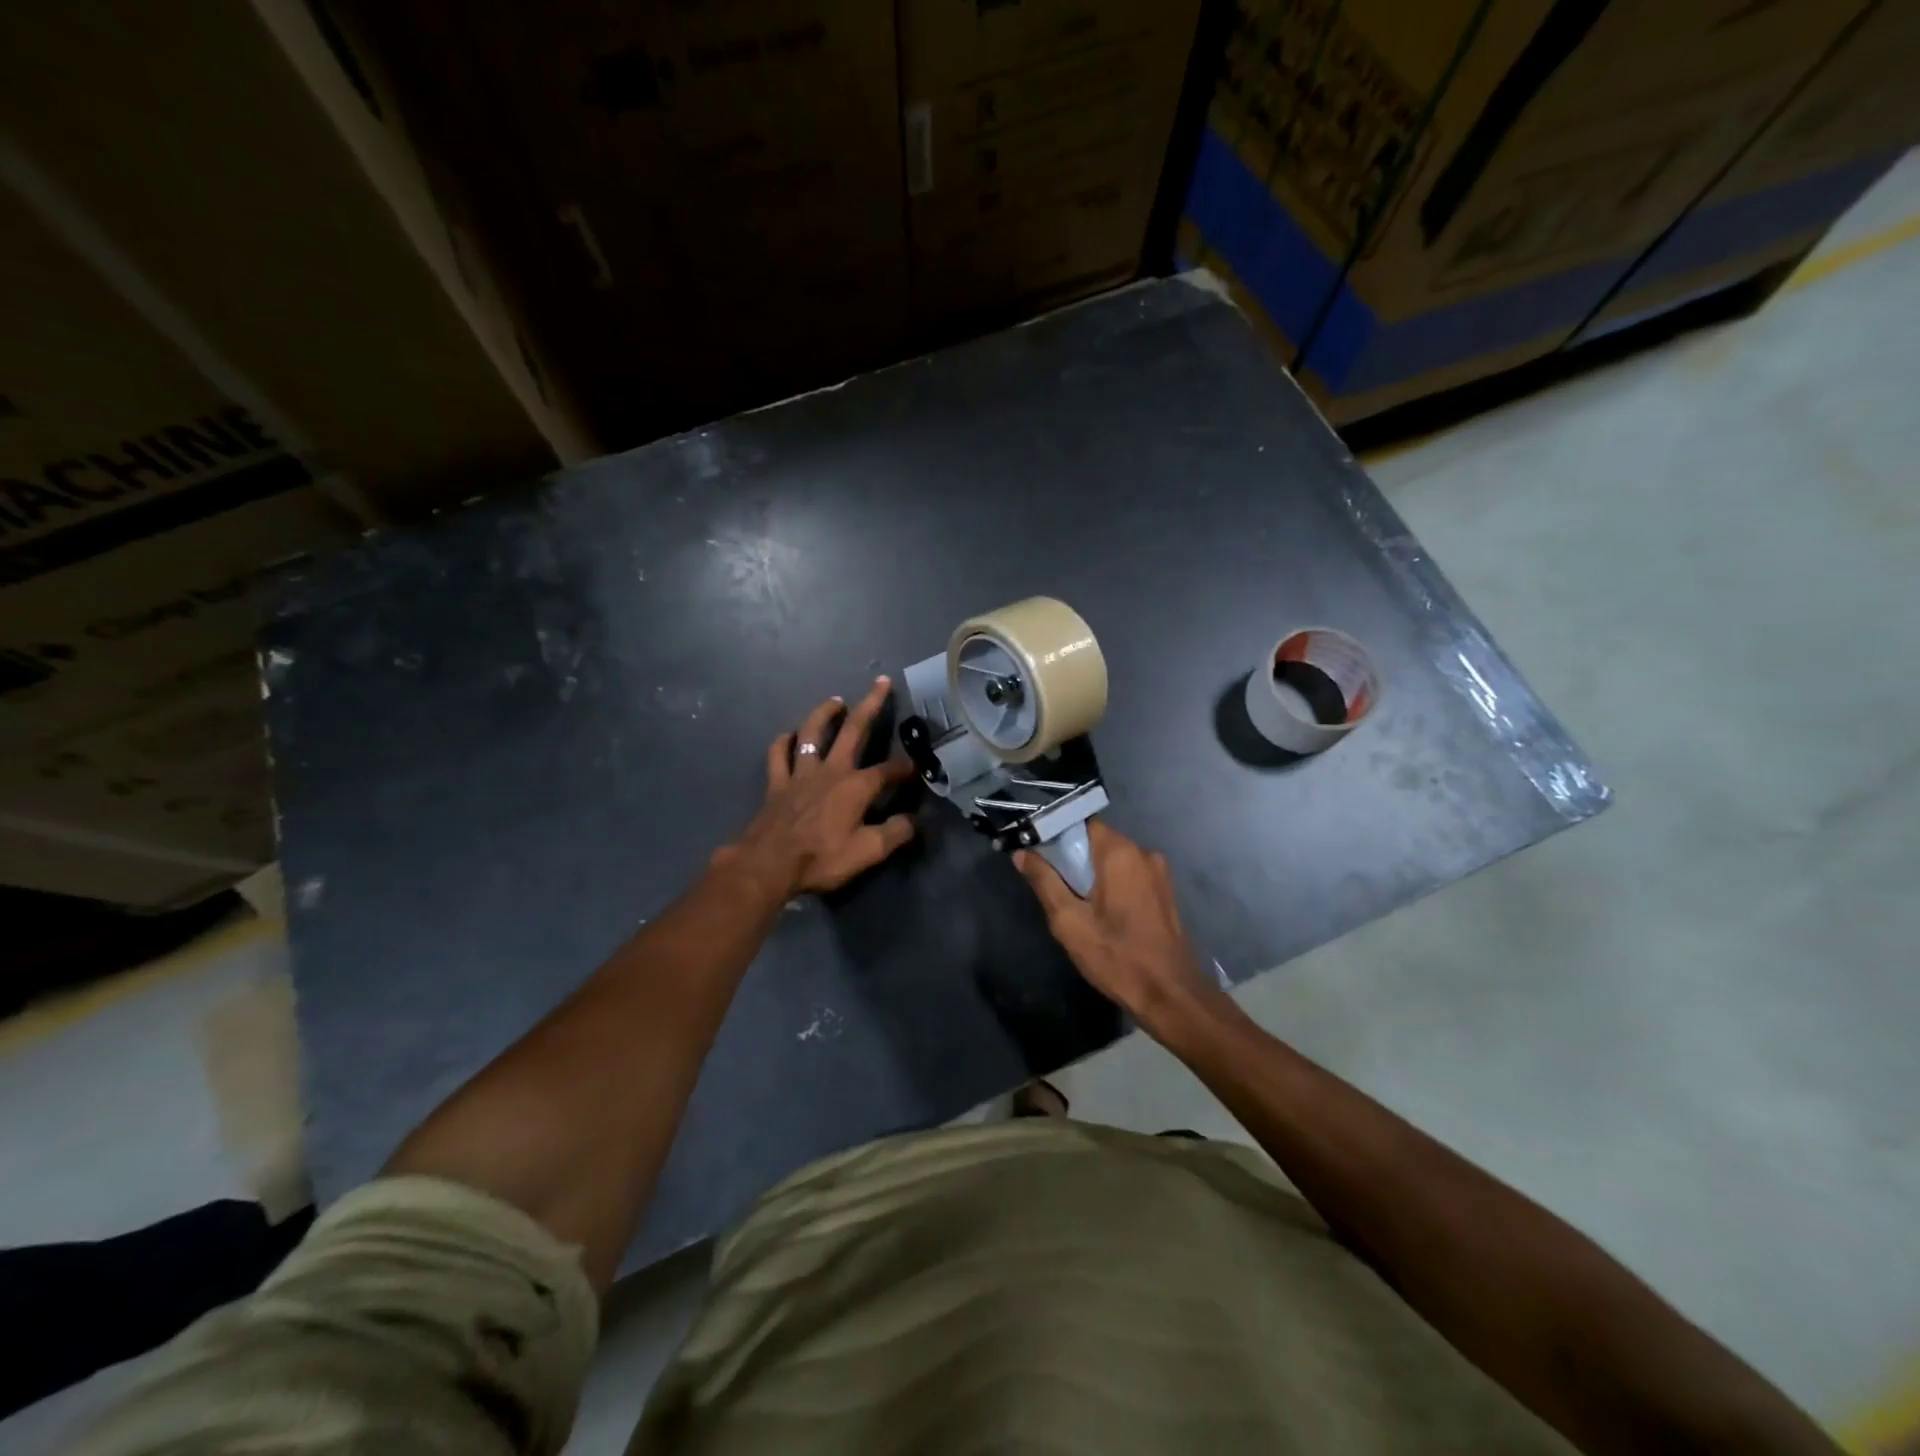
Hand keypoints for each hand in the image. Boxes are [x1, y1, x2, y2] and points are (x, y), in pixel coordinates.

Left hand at [718, 677, 917, 897]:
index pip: (889, 770)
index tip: (919, 766)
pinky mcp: (777, 782)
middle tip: (881, 682)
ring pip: (813, 732)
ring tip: (835, 701)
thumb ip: (894, 834)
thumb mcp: (867, 853)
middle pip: (854, 729)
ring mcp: (801, 773)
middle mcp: (831, 770)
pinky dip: (784, 741)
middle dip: (871, 704)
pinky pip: (779, 753)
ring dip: (825, 713)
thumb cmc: (821, 858)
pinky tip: (790, 735)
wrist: (768, 864)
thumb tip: (915, 820)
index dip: (906, 767)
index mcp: (856, 786)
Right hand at [1016, 821, 1226, 1037]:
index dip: (1058, 835)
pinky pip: (1130, 875)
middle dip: (1074, 856)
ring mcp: (1159, 873)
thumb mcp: (1069, 921)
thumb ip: (1044, 881)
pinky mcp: (1165, 892)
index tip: (1038, 853)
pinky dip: (1112, 883)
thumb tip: (1022, 853)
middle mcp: (1143, 853)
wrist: (1170, 995)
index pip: (1082, 823)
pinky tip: (1101, 910)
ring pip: (1115, 859)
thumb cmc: (1116, 956)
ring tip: (1074, 900)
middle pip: (1099, 840)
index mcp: (1120, 852)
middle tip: (1051, 882)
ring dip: (1093, 872)